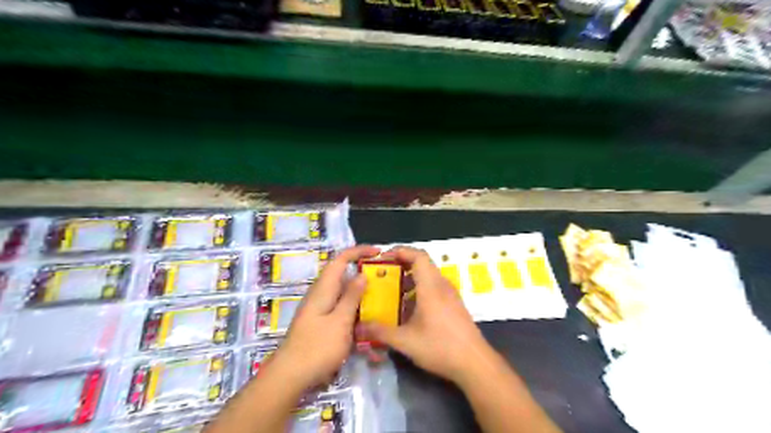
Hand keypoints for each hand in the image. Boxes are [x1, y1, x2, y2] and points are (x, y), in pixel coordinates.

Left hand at [272, 244, 380, 390]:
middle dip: (362, 272)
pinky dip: (354, 309)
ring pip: (342, 293)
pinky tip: (366, 320)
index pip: (340, 260)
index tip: (378, 252)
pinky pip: (340, 308)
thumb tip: (361, 274)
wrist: (291, 376)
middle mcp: (320, 294)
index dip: (358, 251)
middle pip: (342, 275)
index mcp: (323, 289)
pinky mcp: (321, 322)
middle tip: (383, 277)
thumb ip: (351, 297)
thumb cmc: (317, 347)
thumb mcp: (340, 321)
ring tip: (379, 298)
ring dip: (359, 293)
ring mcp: (319, 309)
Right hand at [356, 247, 492, 384]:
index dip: (401, 251)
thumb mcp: (406, 341)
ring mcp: (450, 294)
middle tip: (383, 273)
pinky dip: (420, 289)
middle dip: (402, 264)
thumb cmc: (440, 347)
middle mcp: (442, 285)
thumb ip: (381, 332)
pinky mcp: (454, 304)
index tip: (383, 257)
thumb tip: (358, 327)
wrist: (474, 363)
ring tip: (392, 290)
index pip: (418, 256)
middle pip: (423, 263)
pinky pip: (434, 287)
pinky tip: (409, 308)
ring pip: (429, 276)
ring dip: (411, 278)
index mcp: (431, 287)